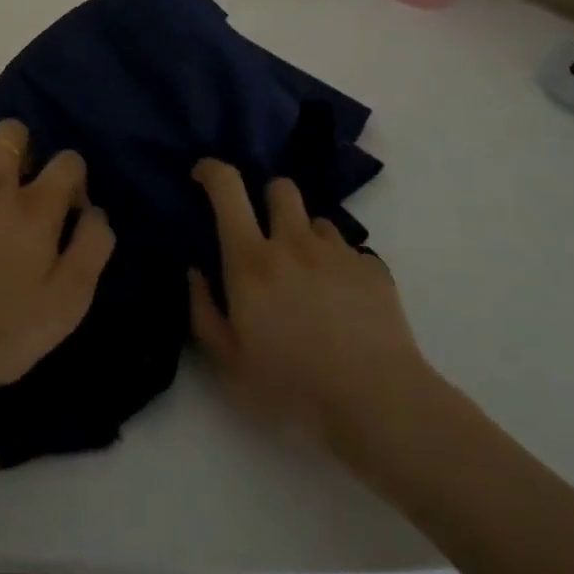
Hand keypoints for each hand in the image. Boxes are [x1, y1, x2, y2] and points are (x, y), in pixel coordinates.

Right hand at [188, 158, 432, 463]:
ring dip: (307, 238)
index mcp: (251, 260)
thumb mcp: (229, 364)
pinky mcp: (373, 270)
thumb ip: (204, 312)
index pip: (228, 188)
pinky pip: (350, 253)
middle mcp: (293, 242)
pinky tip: (345, 305)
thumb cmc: (293, 387)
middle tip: (267, 234)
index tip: (203, 175)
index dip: (212, 170)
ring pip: (317, 221)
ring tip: (311, 280)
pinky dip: (340, 268)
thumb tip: (195, 272)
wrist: (378, 403)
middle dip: (269, 199)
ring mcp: (337, 253)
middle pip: (280, 188)